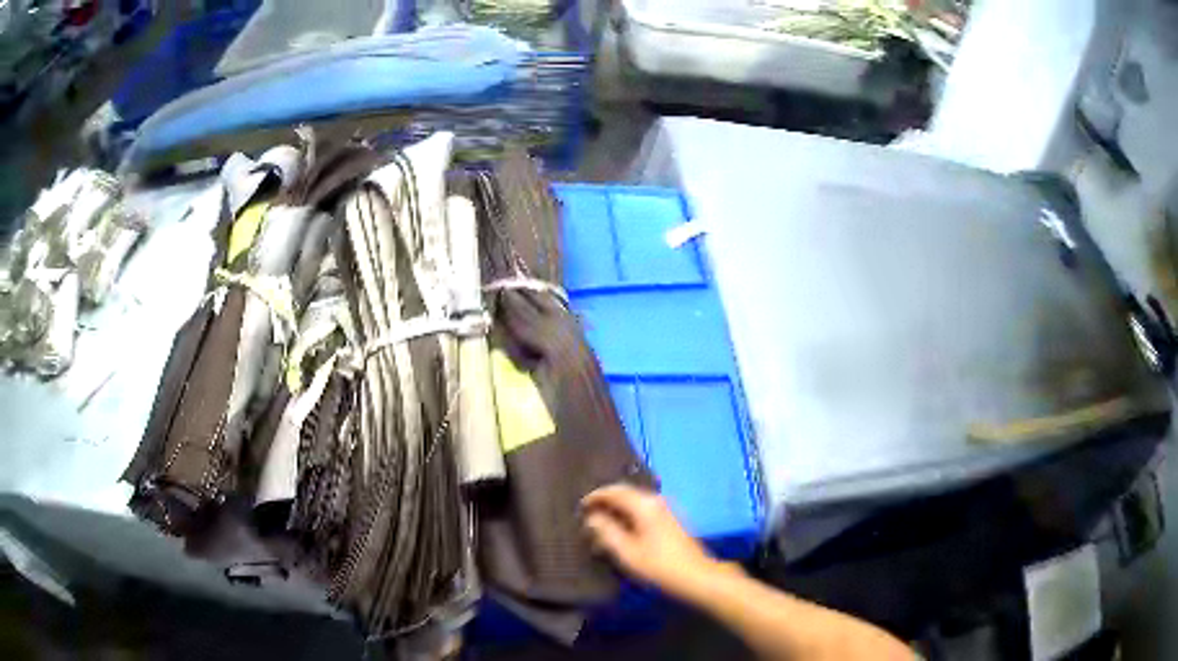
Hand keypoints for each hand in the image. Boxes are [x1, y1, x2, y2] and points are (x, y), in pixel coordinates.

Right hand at [581, 484, 721, 599]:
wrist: (697, 576)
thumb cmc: (659, 566)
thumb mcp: (627, 552)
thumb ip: (607, 532)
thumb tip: (592, 518)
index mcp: (644, 505)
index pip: (614, 491)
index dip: (595, 497)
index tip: (579, 507)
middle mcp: (656, 500)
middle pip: (626, 493)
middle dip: (606, 502)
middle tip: (588, 515)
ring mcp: (666, 509)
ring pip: (635, 502)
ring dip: (617, 509)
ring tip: (602, 523)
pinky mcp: (671, 520)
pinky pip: (643, 510)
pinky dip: (629, 515)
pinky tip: (622, 529)